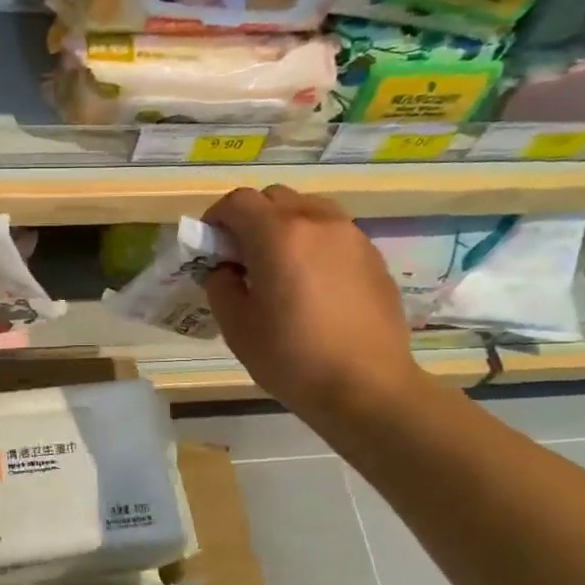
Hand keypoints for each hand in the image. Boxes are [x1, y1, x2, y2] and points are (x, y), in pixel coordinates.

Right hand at [200, 185, 422, 420]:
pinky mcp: (373, 256)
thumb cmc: (293, 358)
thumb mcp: (237, 327)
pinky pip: (334, 233)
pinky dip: (314, 242)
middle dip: (251, 218)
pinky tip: (313, 283)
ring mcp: (351, 236)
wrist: (368, 387)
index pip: (238, 202)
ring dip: (285, 225)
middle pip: (275, 197)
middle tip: (243, 256)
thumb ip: (221, 285)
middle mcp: (317, 222)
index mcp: (278, 234)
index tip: (211, 245)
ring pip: (309, 209)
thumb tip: (225, 269)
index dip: (217, 218)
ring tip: (280, 265)